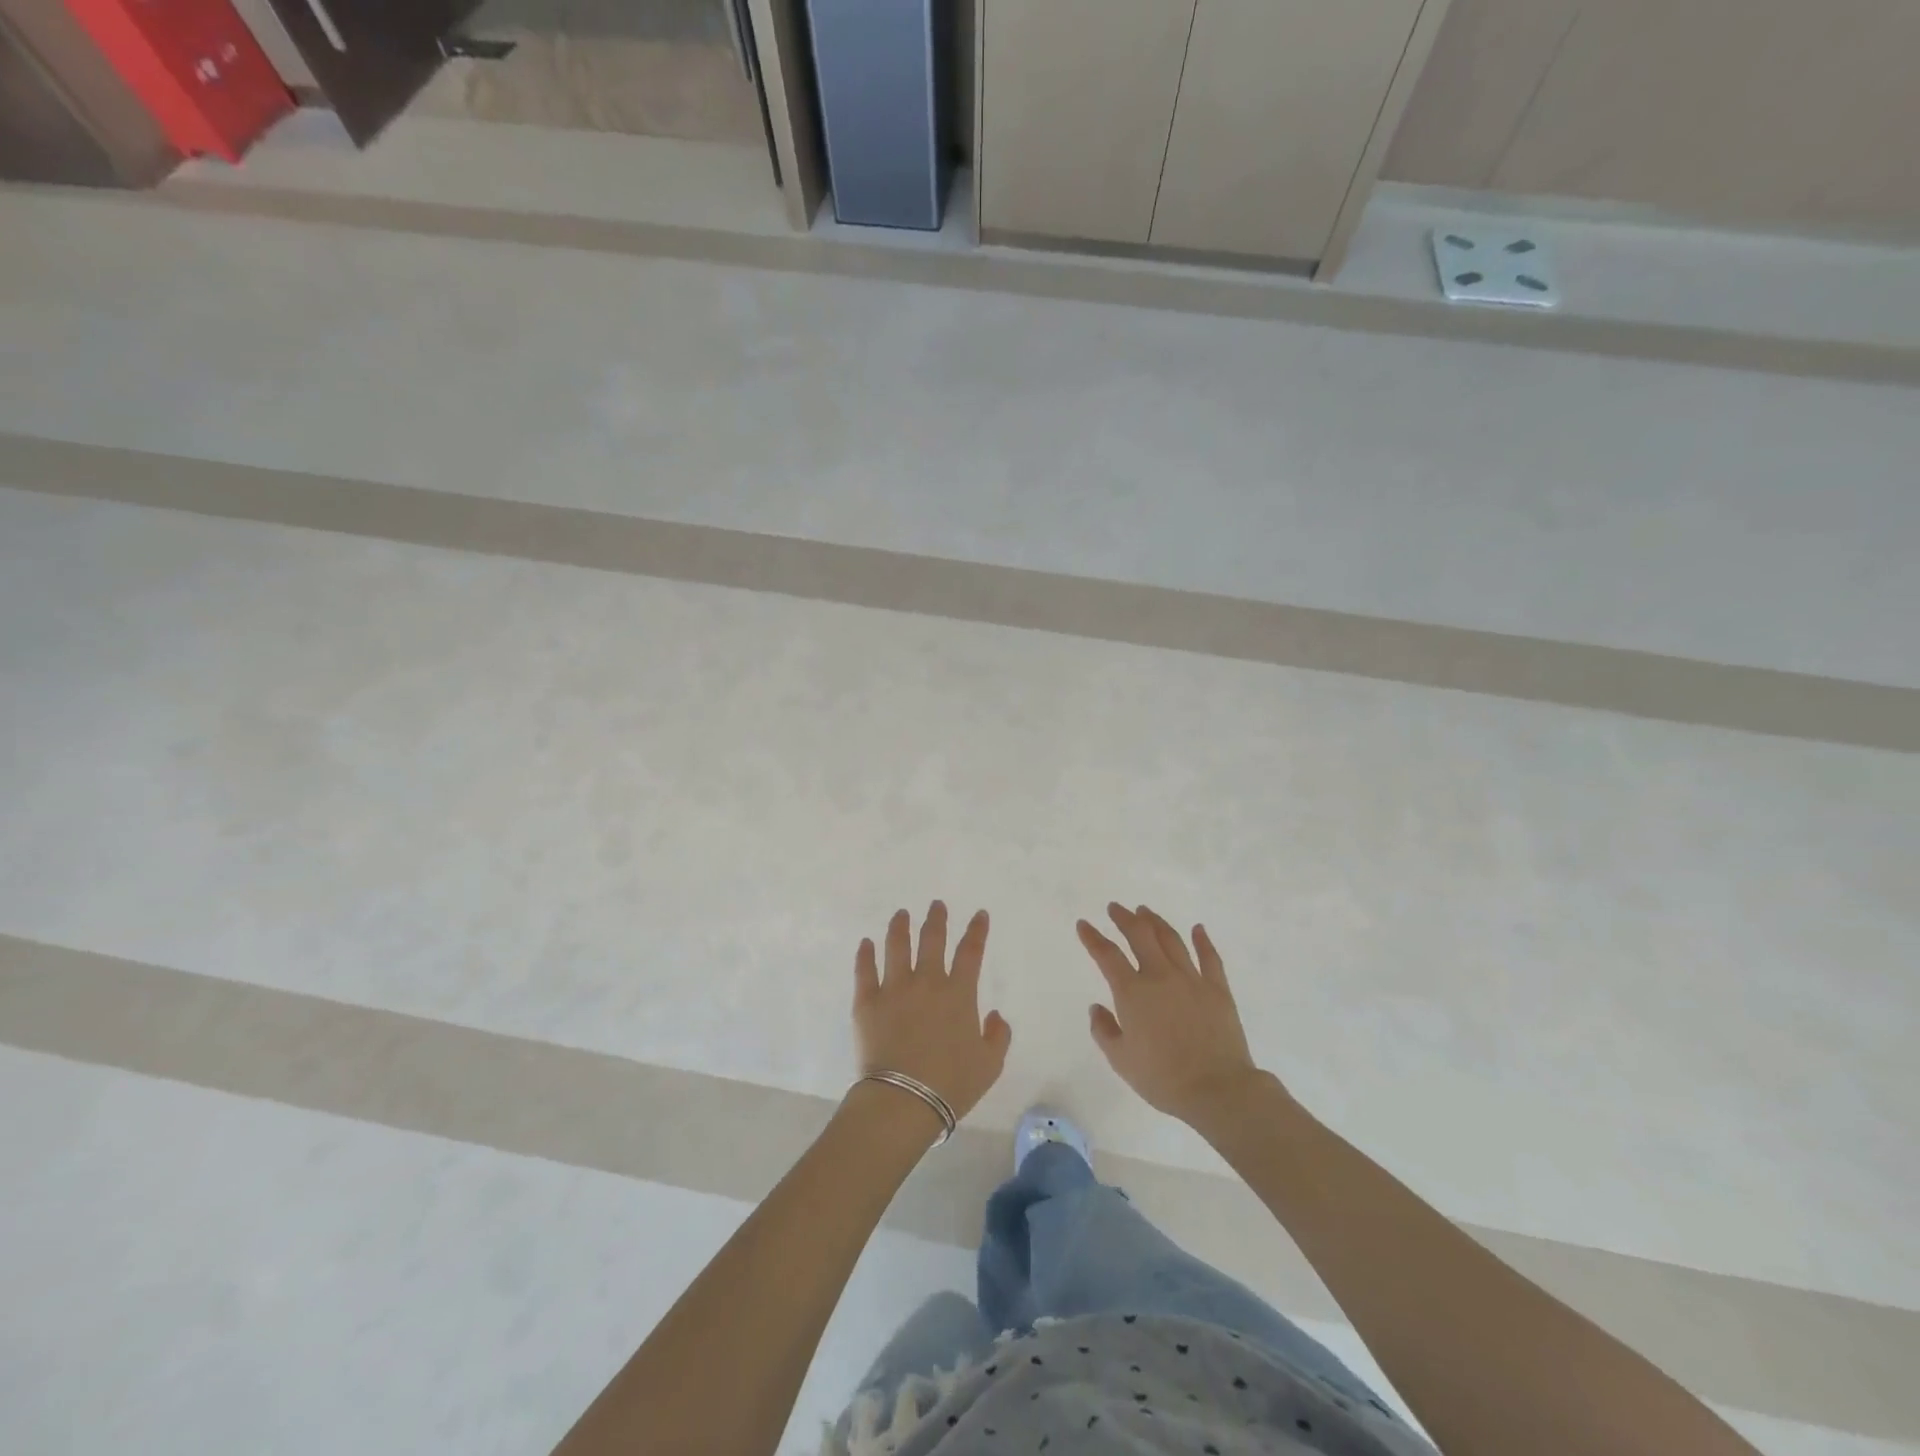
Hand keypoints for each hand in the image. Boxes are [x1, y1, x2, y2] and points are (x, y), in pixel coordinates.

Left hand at [853, 902, 1011, 1120]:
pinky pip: (864, 970)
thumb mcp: (990, 1065)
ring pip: (897, 946)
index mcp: (958, 994)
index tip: (979, 914)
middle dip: (936, 919)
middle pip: (932, 940)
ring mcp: (894, 988)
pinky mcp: (866, 1001)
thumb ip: (998, 1036)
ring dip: (900, 926)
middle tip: (936, 905)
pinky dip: (865, 954)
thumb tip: (994, 1015)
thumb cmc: (951, 1084)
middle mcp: (927, 982)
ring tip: (901, 914)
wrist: (904, 1100)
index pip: (970, 952)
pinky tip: (866, 943)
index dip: (977, 930)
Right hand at [1078, 903, 1272, 1126]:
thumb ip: (1104, 1030)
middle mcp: (1160, 976)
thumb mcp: (1121, 1060)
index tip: (1083, 924)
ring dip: (1156, 922)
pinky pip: (1210, 957)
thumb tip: (1097, 1008)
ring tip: (1145, 911)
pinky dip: (1202, 940)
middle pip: (1140, 935)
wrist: (1217, 1089)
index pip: (1107, 955)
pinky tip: (1198, 929)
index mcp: (1133, 992)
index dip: (1093, 937)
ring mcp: (1192, 979)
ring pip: (1171, 939)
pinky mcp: (1217, 989)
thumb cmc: (1163, 1078)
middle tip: (1115, 908)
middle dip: (1124, 918)